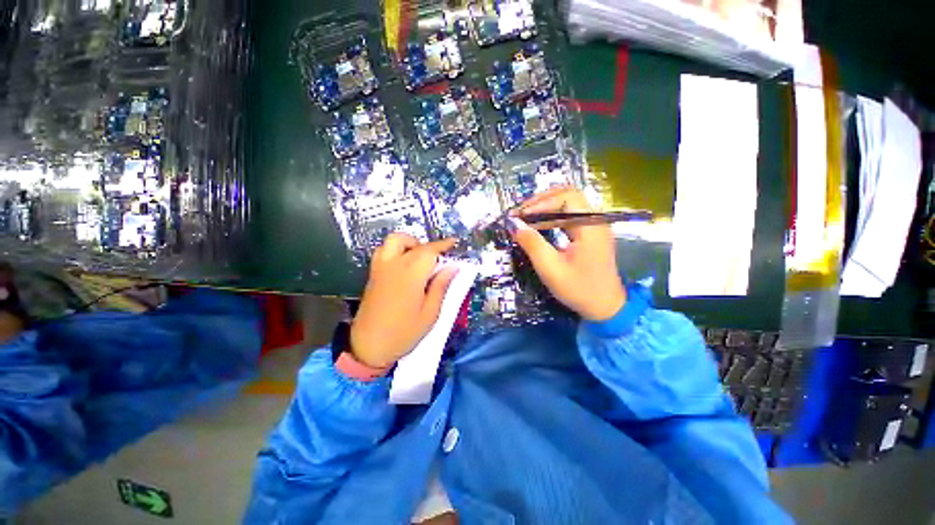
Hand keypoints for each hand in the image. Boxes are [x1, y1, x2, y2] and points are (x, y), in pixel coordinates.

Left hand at [350, 233, 458, 369]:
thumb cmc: (404, 333)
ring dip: (410, 243)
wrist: (369, 346)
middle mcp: (394, 265)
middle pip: (414, 244)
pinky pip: (384, 250)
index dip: (443, 245)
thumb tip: (453, 267)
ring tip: (420, 258)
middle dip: (430, 247)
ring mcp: (380, 268)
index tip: (454, 243)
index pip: (429, 251)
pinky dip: (396, 249)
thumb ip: (441, 286)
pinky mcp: (373, 274)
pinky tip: (404, 264)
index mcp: (411, 275)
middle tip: (440, 259)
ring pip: (394, 240)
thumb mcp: (430, 313)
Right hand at [508, 187, 625, 321]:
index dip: (540, 203)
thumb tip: (514, 225)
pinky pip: (569, 216)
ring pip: (567, 204)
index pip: (565, 197)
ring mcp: (594, 225)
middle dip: (541, 201)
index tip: (519, 215)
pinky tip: (538, 225)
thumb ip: (532, 244)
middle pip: (567, 195)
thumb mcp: (551, 269)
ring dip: (545, 208)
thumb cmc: (579, 289)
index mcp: (591, 225)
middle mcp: (595, 219)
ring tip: (524, 217)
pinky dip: (551, 217)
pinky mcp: (590, 233)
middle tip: (520, 213)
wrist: (606, 308)